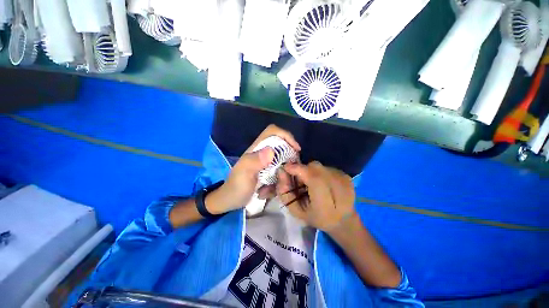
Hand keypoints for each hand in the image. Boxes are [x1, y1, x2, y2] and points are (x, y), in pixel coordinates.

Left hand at [207, 125, 300, 213]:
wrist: (229, 201)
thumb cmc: (235, 187)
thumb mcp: (244, 174)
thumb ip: (255, 161)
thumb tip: (271, 151)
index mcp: (257, 148)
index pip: (273, 132)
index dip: (286, 136)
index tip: (296, 149)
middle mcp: (263, 153)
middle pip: (283, 147)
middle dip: (290, 158)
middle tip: (292, 171)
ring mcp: (266, 163)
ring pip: (283, 162)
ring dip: (284, 174)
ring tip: (279, 186)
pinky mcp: (267, 172)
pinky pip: (280, 174)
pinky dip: (280, 182)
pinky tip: (271, 191)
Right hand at [277, 161, 355, 231]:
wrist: (343, 221)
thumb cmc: (317, 218)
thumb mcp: (296, 211)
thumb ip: (285, 192)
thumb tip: (280, 171)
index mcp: (326, 205)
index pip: (312, 178)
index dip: (297, 169)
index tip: (286, 168)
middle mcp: (338, 188)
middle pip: (314, 167)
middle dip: (302, 170)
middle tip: (300, 181)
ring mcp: (344, 179)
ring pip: (319, 166)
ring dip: (310, 171)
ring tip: (312, 184)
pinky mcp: (346, 175)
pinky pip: (325, 167)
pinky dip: (318, 172)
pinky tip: (321, 183)